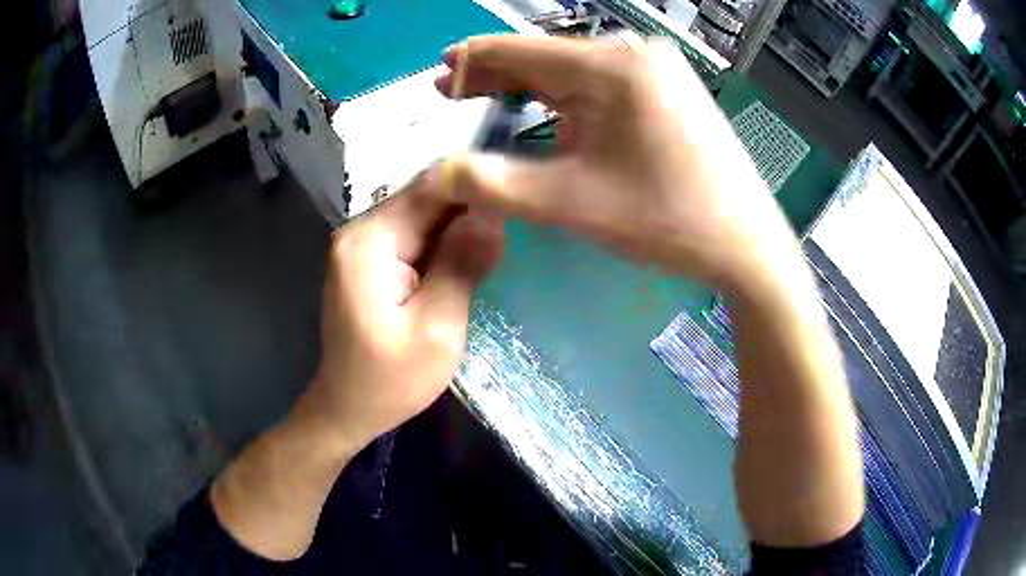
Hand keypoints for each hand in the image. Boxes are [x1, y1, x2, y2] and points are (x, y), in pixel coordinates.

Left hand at [299, 176, 503, 452]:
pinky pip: (414, 238)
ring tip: (497, 247)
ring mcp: (362, 245)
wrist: (347, 409)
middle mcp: (360, 231)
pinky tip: (467, 262)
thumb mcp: (437, 329)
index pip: (432, 188)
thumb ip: (462, 265)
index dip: (478, 188)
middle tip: (514, 231)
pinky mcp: (369, 261)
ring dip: (459, 228)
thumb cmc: (390, 381)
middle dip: (471, 210)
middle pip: (426, 199)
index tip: (519, 202)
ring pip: (423, 217)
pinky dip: (443, 245)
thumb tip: (492, 214)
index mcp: (371, 240)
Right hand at [435, 35, 797, 288]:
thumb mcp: (571, 203)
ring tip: (489, 96)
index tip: (438, 79)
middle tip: (452, 90)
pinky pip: (601, 79)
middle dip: (495, 73)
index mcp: (608, 67)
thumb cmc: (667, 219)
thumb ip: (494, 184)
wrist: (744, 241)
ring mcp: (655, 67)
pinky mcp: (667, 86)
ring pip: (572, 66)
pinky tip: (547, 105)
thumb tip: (440, 173)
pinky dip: (565, 92)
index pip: (516, 50)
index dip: (470, 63)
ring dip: (528, 82)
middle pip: (544, 54)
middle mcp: (632, 53)